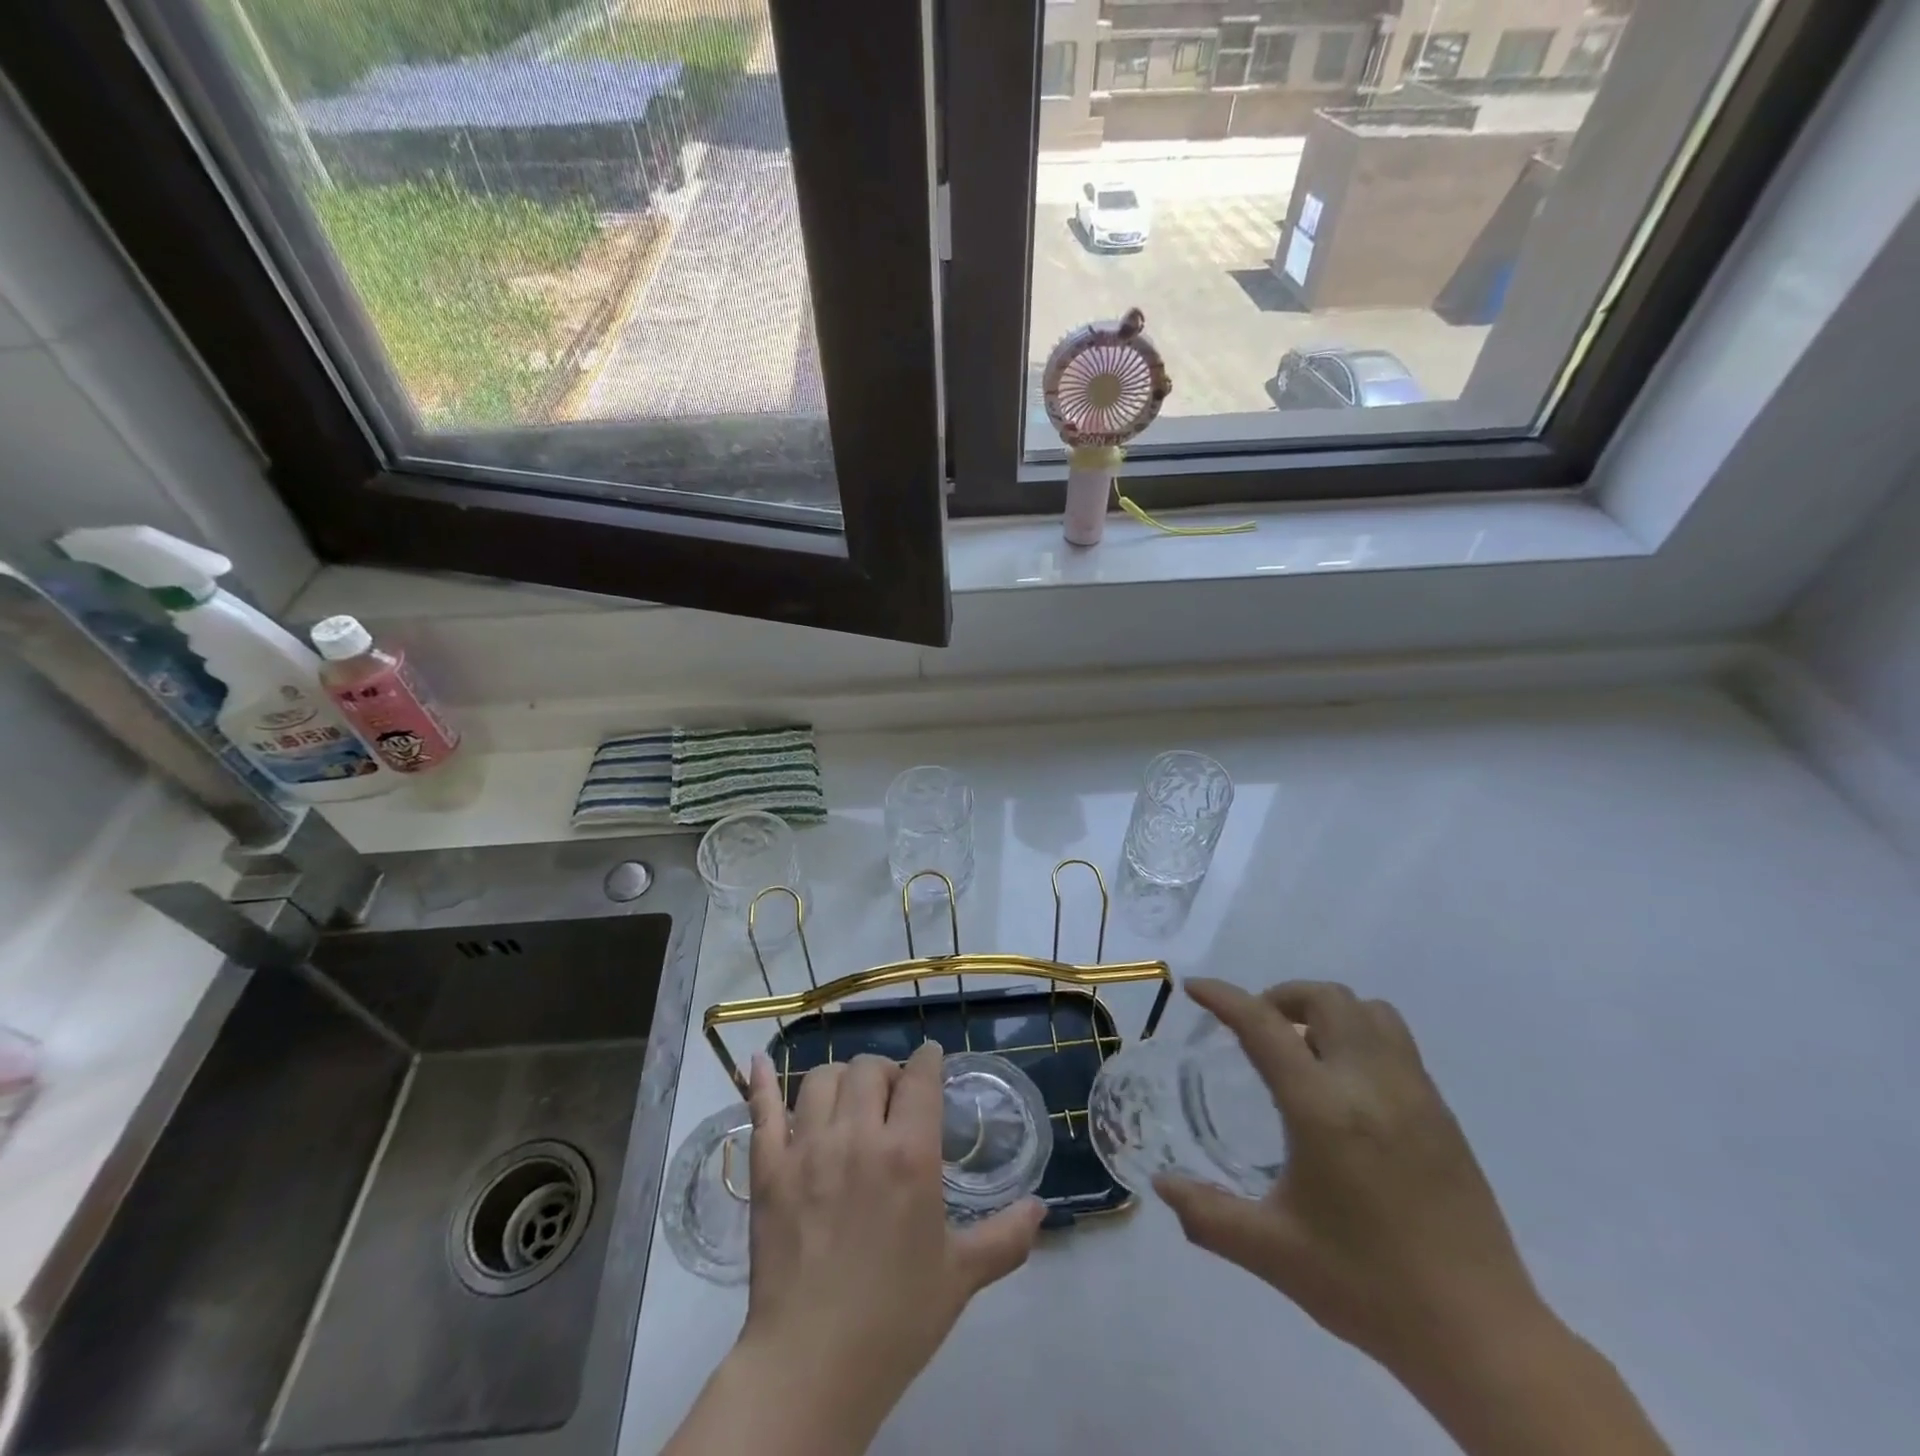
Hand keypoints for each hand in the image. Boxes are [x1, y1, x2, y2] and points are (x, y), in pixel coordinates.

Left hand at [732, 1043, 1044, 1448]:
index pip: (920, 1077)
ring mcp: (807, 1148)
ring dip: (840, 1079)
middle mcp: (858, 1136)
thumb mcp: (960, 1276)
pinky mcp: (768, 1169)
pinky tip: (757, 1064)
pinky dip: (761, 1083)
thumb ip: (1005, 1237)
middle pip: (869, 1069)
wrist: (812, 1366)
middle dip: (886, 1072)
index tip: (932, 1059)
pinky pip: (763, 1110)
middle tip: (893, 1095)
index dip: (928, 1060)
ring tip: (848, 1098)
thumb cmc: (895, 1319)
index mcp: (909, 1154)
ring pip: (822, 1078)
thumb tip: (1042, 1208)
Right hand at [1155, 979, 1544, 1384]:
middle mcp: (1370, 1084)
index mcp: (1323, 1110)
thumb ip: (1207, 1215)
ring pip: (1369, 1010)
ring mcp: (1415, 1093)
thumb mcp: (1273, 1253)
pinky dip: (1361, 1034)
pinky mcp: (1442, 1112)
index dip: (1224, 997)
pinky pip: (1396, 1040)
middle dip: (1281, 998)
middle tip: (1257, 1029)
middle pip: (1325, 999)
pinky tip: (1347, 1085)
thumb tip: (1161, 1185)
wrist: (1481, 1336)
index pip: (1264, 1026)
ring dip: (1327, 1011)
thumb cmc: (1367, 1287)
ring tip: (1304, 1049)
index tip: (1195, 988)